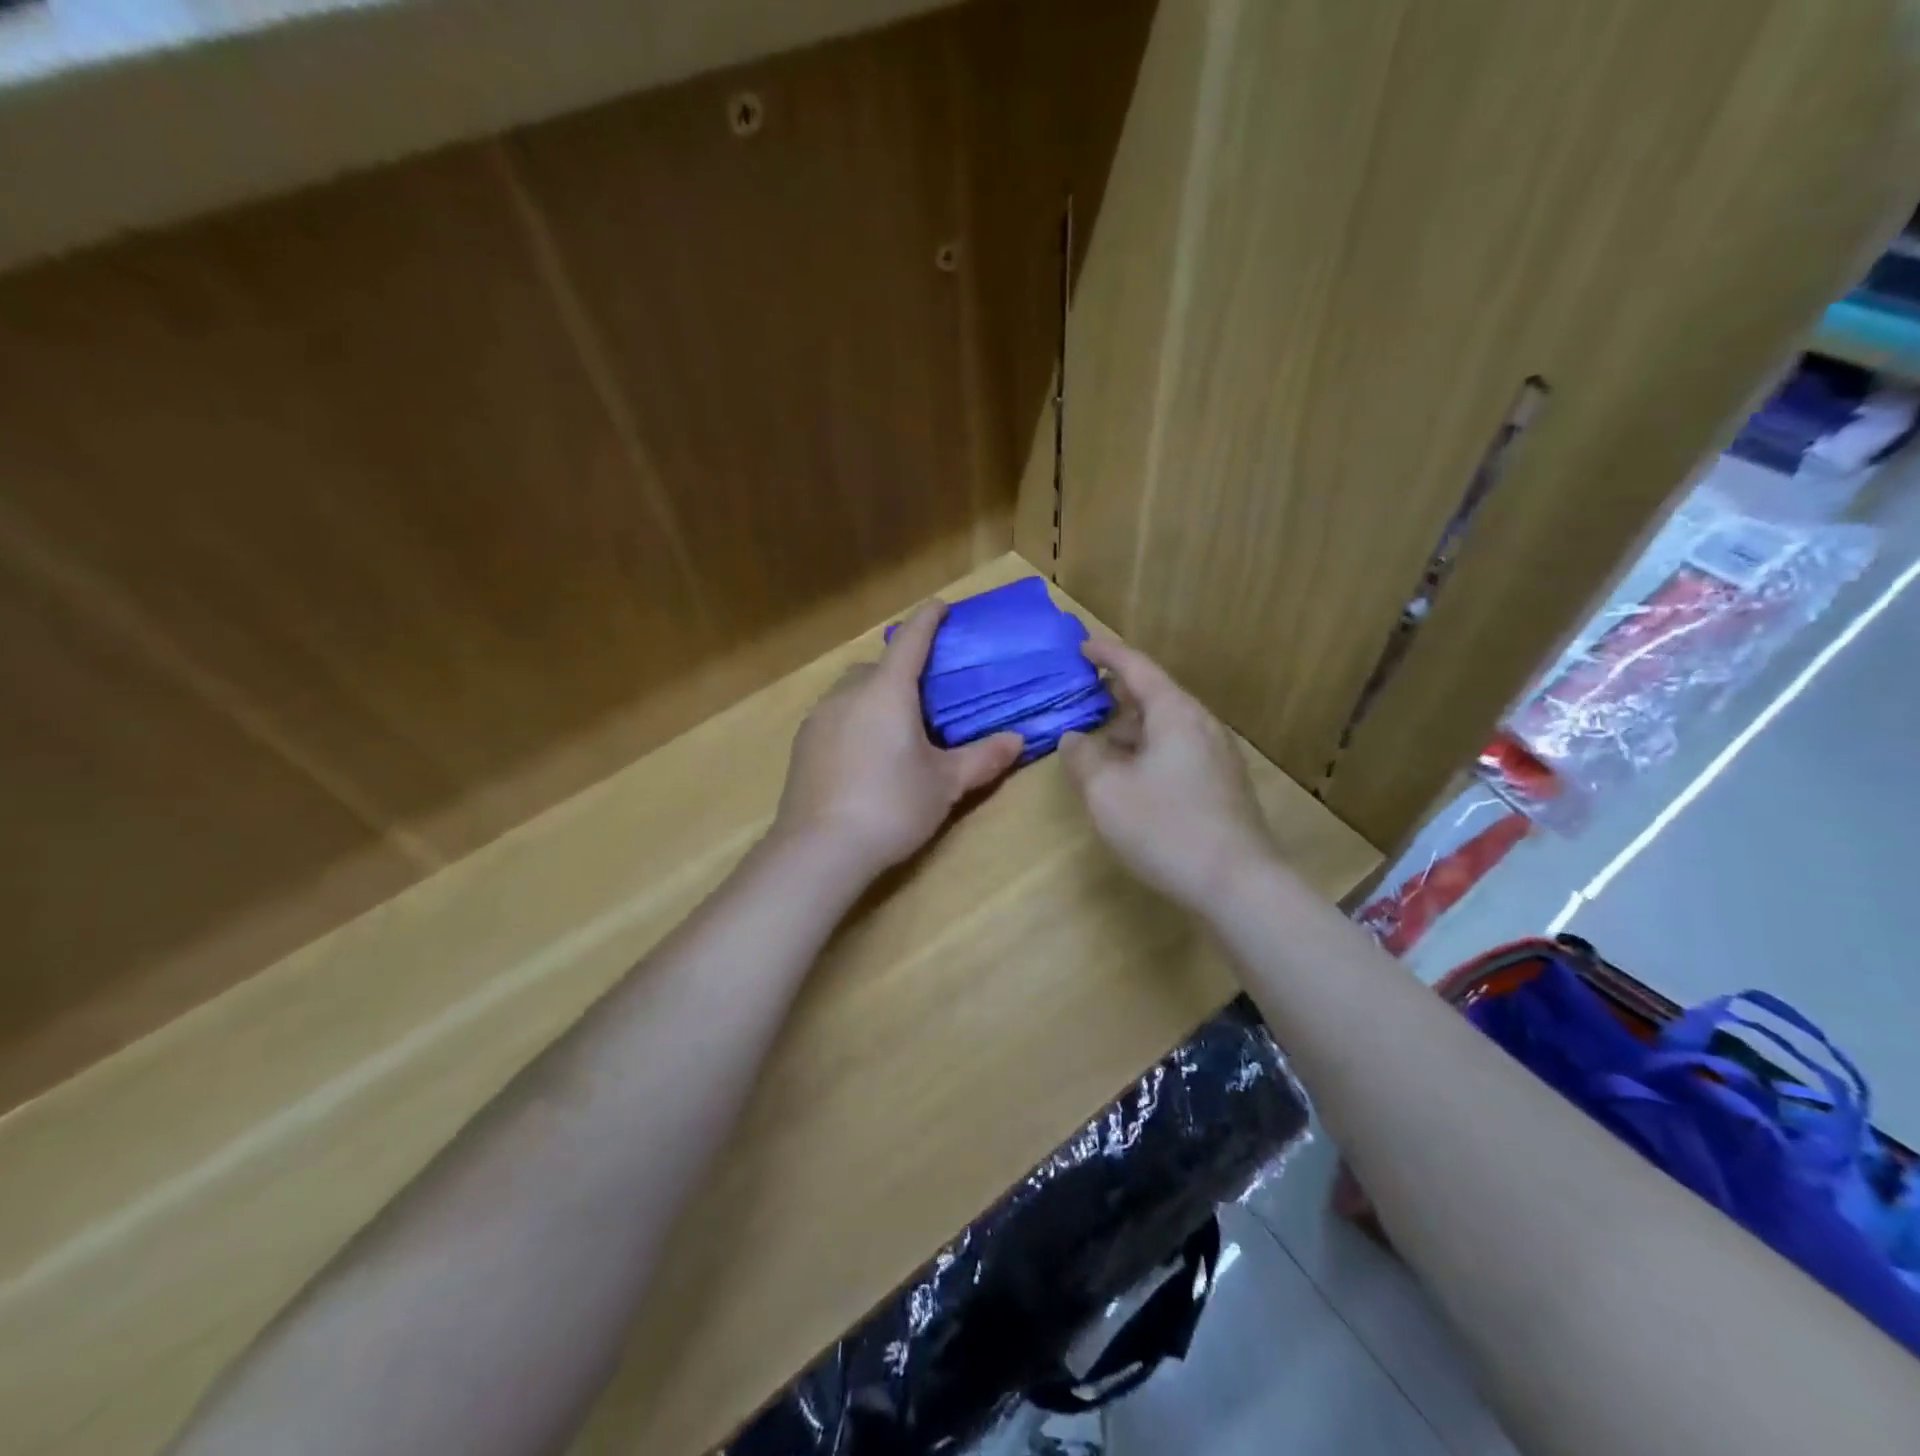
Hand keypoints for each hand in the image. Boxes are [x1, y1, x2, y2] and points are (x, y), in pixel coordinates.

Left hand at [773, 602, 1023, 880]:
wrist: (820, 849)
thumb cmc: (892, 806)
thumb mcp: (945, 784)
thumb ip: (982, 758)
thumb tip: (1018, 740)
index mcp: (888, 691)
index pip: (911, 640)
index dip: (928, 619)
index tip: (942, 608)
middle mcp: (848, 693)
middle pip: (877, 666)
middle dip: (901, 669)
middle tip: (925, 696)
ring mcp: (819, 718)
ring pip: (852, 691)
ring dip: (874, 696)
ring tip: (895, 729)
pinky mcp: (802, 744)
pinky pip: (834, 716)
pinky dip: (853, 720)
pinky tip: (864, 756)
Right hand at [1060, 638, 1275, 913]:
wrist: (1239, 884)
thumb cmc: (1165, 828)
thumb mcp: (1106, 791)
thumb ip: (1082, 757)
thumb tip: (1073, 738)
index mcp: (1175, 714)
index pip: (1137, 667)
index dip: (1107, 654)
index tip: (1082, 646)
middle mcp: (1201, 725)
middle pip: (1155, 695)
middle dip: (1116, 693)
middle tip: (1083, 696)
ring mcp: (1217, 756)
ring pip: (1166, 726)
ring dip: (1130, 727)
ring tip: (1099, 741)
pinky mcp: (1222, 785)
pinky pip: (1177, 751)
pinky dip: (1147, 750)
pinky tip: (1130, 776)